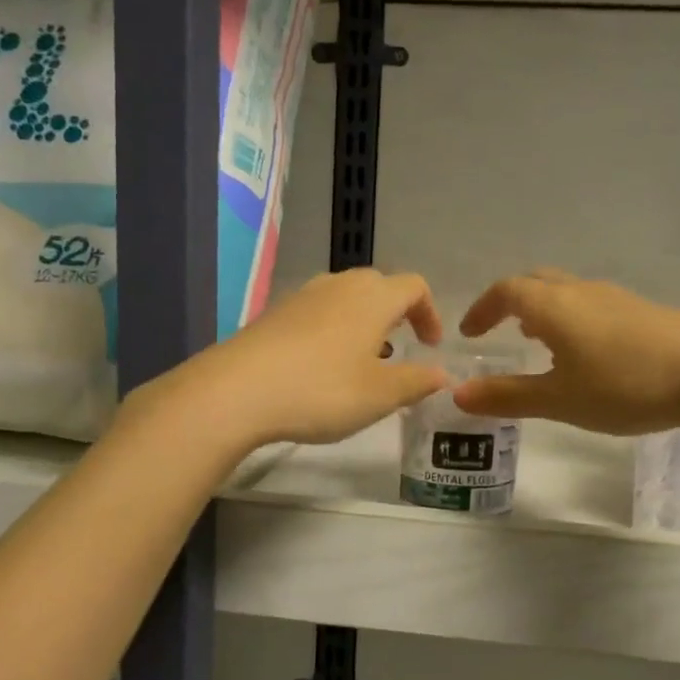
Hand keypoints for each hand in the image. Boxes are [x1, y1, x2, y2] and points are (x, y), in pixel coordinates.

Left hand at [164, 269, 449, 447]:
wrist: (236, 391)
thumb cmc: (321, 390)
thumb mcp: (380, 395)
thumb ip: (417, 382)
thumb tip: (442, 373)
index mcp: (373, 297)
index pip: (415, 287)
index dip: (430, 313)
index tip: (431, 345)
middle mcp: (339, 285)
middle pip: (379, 286)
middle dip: (396, 315)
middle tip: (400, 349)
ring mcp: (302, 295)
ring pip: (345, 297)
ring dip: (363, 322)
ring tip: (362, 359)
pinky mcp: (274, 313)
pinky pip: (317, 311)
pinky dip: (332, 329)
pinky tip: (321, 365)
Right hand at [454, 270, 679, 434]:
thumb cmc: (626, 385)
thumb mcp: (560, 399)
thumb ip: (508, 396)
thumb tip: (458, 394)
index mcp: (554, 306)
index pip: (506, 292)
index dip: (483, 309)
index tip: (469, 332)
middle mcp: (581, 291)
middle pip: (535, 283)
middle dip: (510, 303)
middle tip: (500, 330)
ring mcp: (615, 298)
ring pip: (566, 292)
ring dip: (542, 309)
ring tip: (538, 340)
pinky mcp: (642, 311)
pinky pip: (591, 303)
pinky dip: (571, 317)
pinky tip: (585, 351)